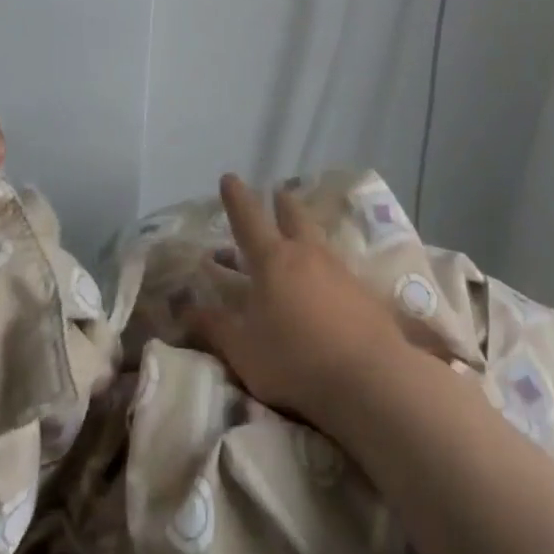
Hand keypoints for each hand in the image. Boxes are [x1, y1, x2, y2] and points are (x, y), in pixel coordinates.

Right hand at [185, 174, 408, 420]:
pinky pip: (339, 268)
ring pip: (318, 238)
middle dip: (281, 203)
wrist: (369, 376)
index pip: (248, 218)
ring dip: (306, 231)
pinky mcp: (364, 291)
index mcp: (272, 260)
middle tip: (277, 194)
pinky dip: (327, 268)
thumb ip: (214, 327)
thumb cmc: (295, 359)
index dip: (237, 197)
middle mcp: (306, 253)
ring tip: (301, 237)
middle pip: (292, 215)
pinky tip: (329, 286)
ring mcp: (339, 268)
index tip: (229, 177)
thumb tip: (185, 308)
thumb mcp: (244, 350)